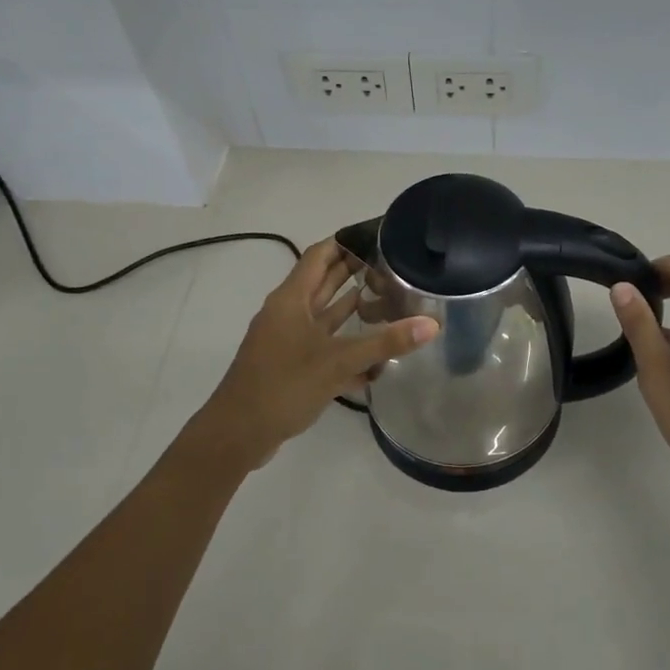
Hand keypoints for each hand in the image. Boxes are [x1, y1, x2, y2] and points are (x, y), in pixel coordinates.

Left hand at [198, 237, 435, 468]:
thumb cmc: (284, 385)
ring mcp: (288, 340)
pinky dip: (346, 345)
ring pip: (325, 315)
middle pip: (324, 282)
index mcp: (292, 299)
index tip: (380, 237)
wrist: (238, 433)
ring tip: (390, 301)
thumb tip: (431, 324)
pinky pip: (324, 346)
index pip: (320, 255)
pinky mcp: (292, 365)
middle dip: (355, 272)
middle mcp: (288, 313)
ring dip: (352, 308)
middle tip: (394, 266)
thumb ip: (385, 342)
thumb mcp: (338, 361)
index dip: (347, 242)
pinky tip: (375, 357)